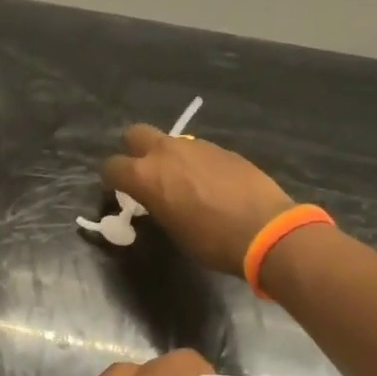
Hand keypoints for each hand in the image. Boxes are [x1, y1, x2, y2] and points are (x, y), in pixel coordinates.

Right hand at [101, 125, 295, 275]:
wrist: (265, 230)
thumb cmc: (211, 241)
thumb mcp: (172, 230)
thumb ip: (156, 206)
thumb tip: (155, 199)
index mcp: (146, 176)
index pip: (111, 166)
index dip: (112, 180)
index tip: (120, 193)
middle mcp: (166, 152)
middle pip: (135, 134)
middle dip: (134, 151)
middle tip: (145, 175)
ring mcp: (196, 146)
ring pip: (169, 141)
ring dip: (168, 157)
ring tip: (183, 182)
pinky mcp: (222, 148)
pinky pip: (197, 150)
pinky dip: (195, 162)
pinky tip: (210, 184)